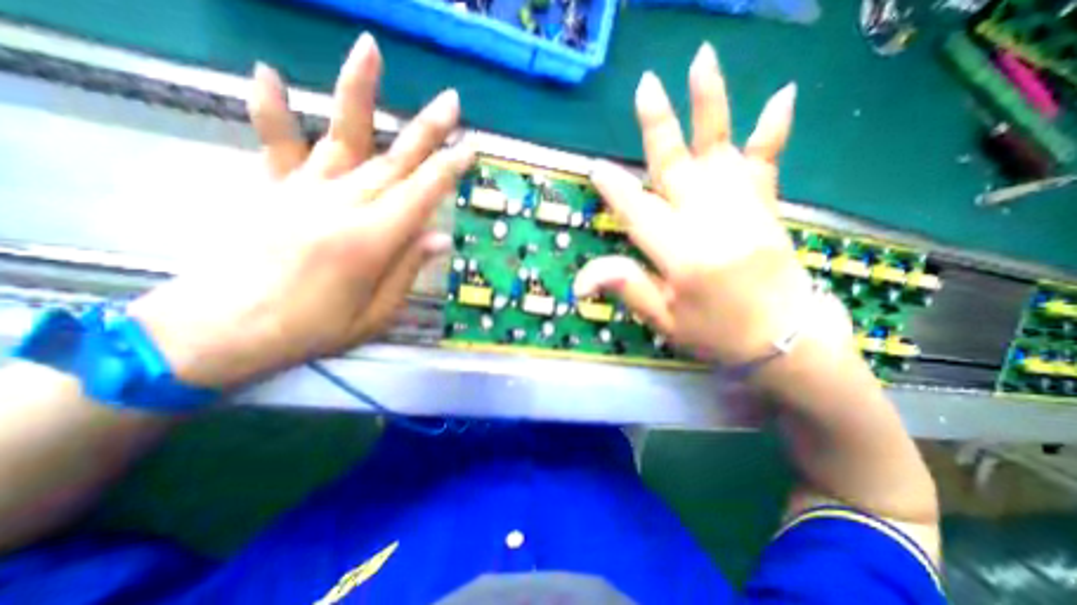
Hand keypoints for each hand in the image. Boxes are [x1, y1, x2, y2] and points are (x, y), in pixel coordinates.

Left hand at [127, 35, 472, 390]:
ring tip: (370, 50)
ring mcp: (305, 192)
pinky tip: (270, 74)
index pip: (422, 194)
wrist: (224, 331)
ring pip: (343, 137)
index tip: (470, 148)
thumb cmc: (314, 329)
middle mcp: (343, 206)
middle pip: (395, 160)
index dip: (448, 169)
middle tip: (452, 102)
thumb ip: (408, 270)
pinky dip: (272, 110)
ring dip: (359, 93)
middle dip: (427, 130)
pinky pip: (277, 146)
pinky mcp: (274, 191)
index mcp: (373, 240)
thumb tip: (440, 238)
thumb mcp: (377, 313)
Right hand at [576, 45, 844, 366]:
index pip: (639, 213)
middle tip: (644, 87)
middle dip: (658, 128)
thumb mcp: (664, 321)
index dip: (616, 190)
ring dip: (710, 107)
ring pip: (720, 153)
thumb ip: (627, 289)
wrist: (785, 342)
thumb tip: (581, 280)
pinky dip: (773, 130)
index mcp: (682, 257)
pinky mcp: (768, 210)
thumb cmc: (716, 334)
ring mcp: (745, 211)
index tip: (597, 167)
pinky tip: (781, 94)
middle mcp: (712, 225)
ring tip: (701, 61)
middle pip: (677, 169)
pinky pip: (767, 165)